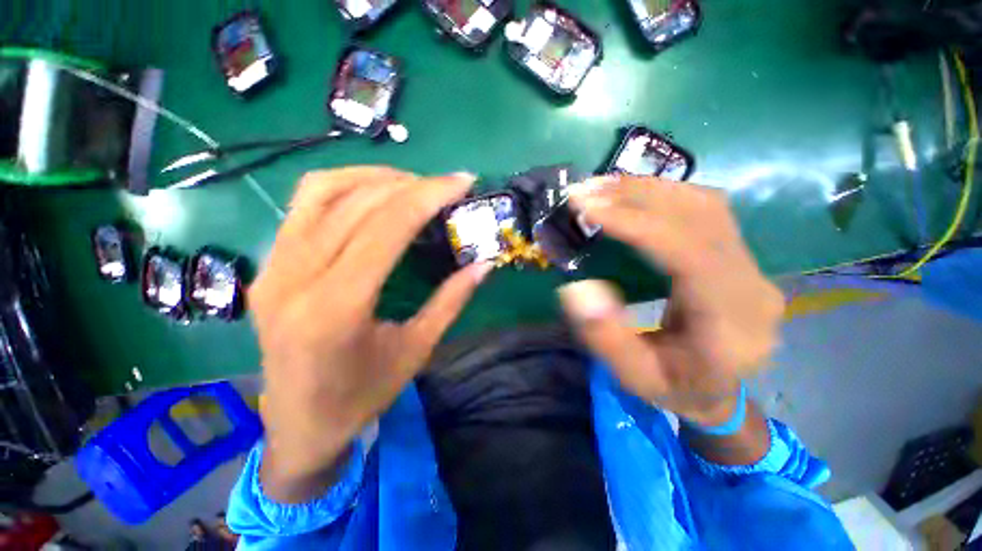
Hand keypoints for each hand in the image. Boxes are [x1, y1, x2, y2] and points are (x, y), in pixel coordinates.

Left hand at [250, 167, 489, 501]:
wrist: (298, 424)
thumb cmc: (361, 397)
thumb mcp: (417, 350)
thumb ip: (451, 300)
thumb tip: (484, 264)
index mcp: (335, 308)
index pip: (385, 227)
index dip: (428, 196)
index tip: (461, 182)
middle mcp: (294, 278)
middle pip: (356, 202)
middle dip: (410, 184)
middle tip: (445, 186)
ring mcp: (272, 267)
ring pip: (322, 190)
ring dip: (375, 178)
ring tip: (412, 185)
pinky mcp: (267, 264)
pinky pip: (304, 205)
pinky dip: (345, 187)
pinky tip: (374, 197)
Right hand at [560, 176, 783, 426]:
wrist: (718, 393)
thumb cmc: (674, 389)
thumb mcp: (632, 377)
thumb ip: (604, 337)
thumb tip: (576, 289)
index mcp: (731, 325)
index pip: (690, 255)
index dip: (638, 224)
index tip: (589, 208)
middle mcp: (752, 286)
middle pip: (702, 219)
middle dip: (637, 197)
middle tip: (586, 190)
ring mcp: (752, 266)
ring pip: (706, 206)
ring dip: (649, 189)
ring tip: (603, 187)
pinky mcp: (739, 256)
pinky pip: (706, 210)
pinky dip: (664, 194)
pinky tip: (633, 195)